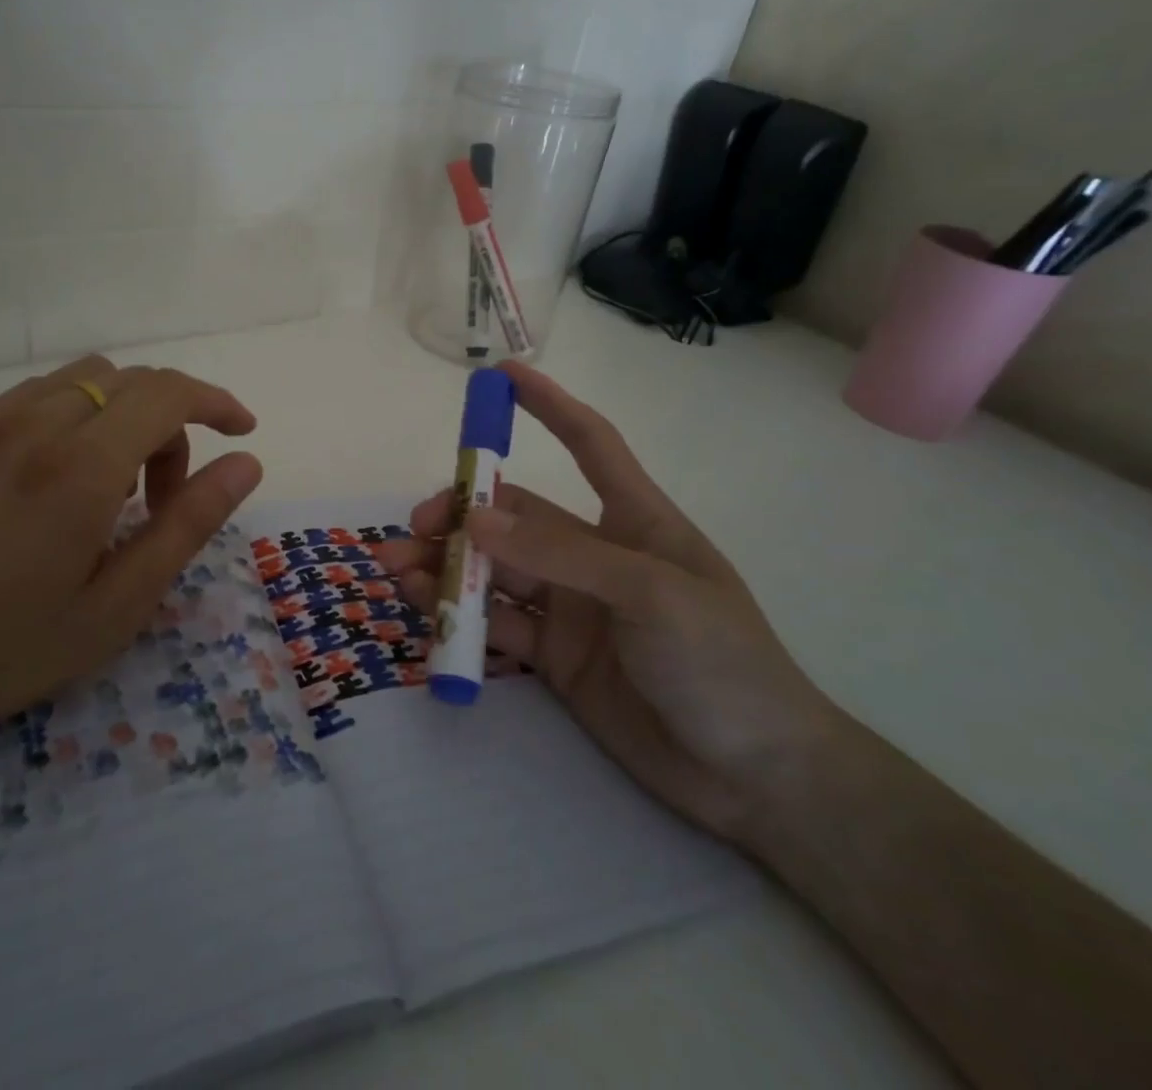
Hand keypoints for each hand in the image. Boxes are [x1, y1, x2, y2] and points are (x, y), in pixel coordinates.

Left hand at [0, 355, 261, 774]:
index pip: (168, 394)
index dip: (215, 402)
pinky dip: (78, 415)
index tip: (241, 430)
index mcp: (80, 469)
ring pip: (87, 379)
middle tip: (163, 497)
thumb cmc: (10, 649)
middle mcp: (34, 425)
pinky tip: (61, 477)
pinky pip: (39, 395)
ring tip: (111, 487)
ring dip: (124, 414)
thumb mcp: (121, 603)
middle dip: (172, 422)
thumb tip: (246, 463)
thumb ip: (189, 522)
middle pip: (132, 381)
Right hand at [377, 361, 840, 840]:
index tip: (501, 374)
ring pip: (496, 569)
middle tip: (417, 526)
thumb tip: (475, 520)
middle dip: (464, 512)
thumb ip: (560, 554)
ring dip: (448, 563)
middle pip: (518, 515)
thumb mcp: (649, 594)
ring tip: (395, 566)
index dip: (548, 405)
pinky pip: (495, 622)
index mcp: (635, 520)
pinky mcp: (554, 657)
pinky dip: (457, 612)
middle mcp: (595, 555)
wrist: (755, 777)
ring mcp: (572, 607)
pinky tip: (422, 606)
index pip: (590, 443)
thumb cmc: (724, 663)